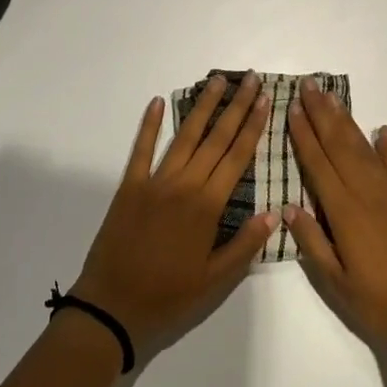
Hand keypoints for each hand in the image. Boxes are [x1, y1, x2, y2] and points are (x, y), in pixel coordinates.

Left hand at [72, 74, 275, 357]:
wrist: (112, 307)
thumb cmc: (168, 297)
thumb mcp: (215, 281)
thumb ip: (245, 245)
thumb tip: (275, 213)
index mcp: (208, 207)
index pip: (237, 157)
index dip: (253, 127)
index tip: (264, 101)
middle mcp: (185, 185)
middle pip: (216, 139)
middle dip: (236, 107)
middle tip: (250, 79)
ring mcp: (155, 182)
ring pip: (185, 137)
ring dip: (203, 107)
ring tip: (217, 81)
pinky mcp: (130, 186)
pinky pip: (141, 149)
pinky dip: (150, 125)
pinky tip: (158, 101)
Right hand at [285, 79, 386, 357]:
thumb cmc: (380, 305)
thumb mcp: (336, 282)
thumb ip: (313, 242)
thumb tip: (288, 207)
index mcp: (345, 213)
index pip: (318, 164)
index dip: (303, 135)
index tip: (292, 108)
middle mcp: (367, 194)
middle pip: (339, 145)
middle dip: (322, 114)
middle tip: (309, 85)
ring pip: (365, 149)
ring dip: (347, 121)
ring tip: (333, 98)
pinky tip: (381, 130)